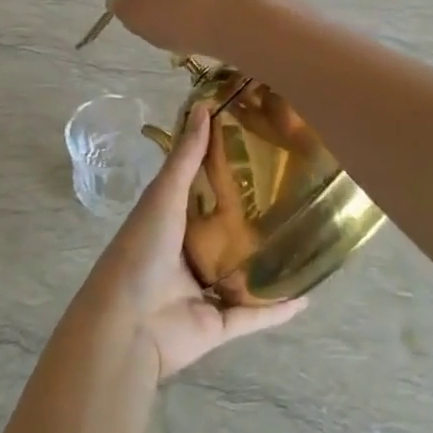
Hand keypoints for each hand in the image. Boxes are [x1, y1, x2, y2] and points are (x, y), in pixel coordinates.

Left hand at [84, 106, 305, 381]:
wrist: (126, 325)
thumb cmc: (141, 252)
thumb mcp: (163, 197)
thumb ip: (185, 158)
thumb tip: (203, 106)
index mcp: (171, 223)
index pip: (204, 193)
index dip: (229, 172)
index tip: (262, 150)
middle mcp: (187, 255)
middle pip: (227, 234)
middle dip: (255, 219)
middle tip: (295, 195)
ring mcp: (204, 291)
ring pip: (243, 276)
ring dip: (269, 265)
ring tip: (306, 243)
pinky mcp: (218, 325)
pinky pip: (254, 316)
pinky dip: (278, 310)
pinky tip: (307, 297)